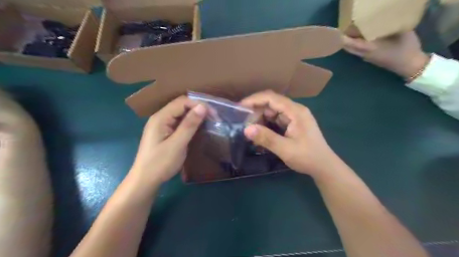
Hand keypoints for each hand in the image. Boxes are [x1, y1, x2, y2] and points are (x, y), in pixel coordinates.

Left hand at [130, 96, 206, 185]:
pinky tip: (198, 128)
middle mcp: (160, 117)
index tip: (214, 114)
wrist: (145, 181)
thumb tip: (202, 107)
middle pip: (181, 106)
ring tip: (209, 121)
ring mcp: (162, 125)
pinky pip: (179, 122)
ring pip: (181, 114)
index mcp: (161, 117)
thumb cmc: (160, 163)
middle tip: (213, 118)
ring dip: (195, 116)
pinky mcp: (165, 133)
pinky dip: (190, 123)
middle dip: (198, 109)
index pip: (182, 102)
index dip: (199, 105)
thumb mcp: (177, 144)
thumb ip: (189, 124)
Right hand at [241, 92, 339, 178]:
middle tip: (243, 121)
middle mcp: (295, 110)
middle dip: (256, 110)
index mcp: (296, 111)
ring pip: (273, 111)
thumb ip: (266, 138)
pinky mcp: (293, 124)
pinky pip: (276, 119)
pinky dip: (266, 124)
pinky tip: (259, 131)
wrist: (324, 167)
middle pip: (271, 103)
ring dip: (260, 118)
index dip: (254, 99)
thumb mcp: (285, 149)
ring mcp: (294, 117)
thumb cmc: (307, 157)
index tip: (240, 106)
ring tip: (249, 127)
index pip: (272, 98)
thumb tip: (246, 129)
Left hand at [345, 31, 430, 78]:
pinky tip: (358, 37)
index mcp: (371, 48)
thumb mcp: (404, 34)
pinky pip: (357, 51)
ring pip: (352, 50)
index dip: (344, 39)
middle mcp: (365, 54)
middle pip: (349, 48)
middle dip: (343, 40)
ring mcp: (366, 57)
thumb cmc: (407, 49)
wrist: (410, 66)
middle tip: (340, 29)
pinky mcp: (369, 58)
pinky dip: (354, 45)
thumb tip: (387, 16)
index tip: (337, 33)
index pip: (353, 44)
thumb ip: (393, 25)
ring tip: (347, 31)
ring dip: (348, 42)